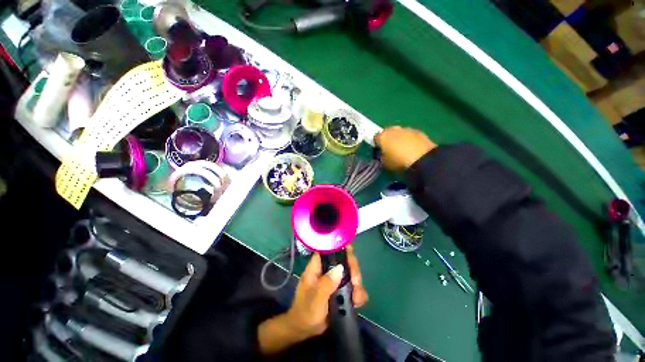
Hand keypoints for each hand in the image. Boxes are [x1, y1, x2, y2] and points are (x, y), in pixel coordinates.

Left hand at [258, 247, 367, 354]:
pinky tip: (357, 303)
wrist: (304, 330)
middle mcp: (327, 271)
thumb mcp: (315, 299)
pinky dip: (358, 294)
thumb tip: (340, 268)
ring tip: (356, 298)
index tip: (351, 251)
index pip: (328, 250)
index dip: (340, 247)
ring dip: (357, 284)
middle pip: (343, 261)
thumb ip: (326, 284)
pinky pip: (353, 288)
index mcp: (317, 268)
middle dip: (353, 270)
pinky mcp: (340, 291)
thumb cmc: (305, 312)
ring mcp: (334, 281)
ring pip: (350, 274)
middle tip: (356, 282)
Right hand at [374, 126, 436, 170]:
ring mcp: (407, 129)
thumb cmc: (398, 163)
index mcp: (382, 137)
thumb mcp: (385, 163)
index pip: (375, 138)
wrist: (422, 160)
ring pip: (399, 132)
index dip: (377, 144)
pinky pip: (410, 135)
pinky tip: (412, 149)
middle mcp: (393, 130)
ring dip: (399, 138)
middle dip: (388, 139)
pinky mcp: (419, 131)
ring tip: (403, 149)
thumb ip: (382, 156)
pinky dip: (409, 140)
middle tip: (390, 150)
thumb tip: (383, 154)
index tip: (379, 151)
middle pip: (387, 132)